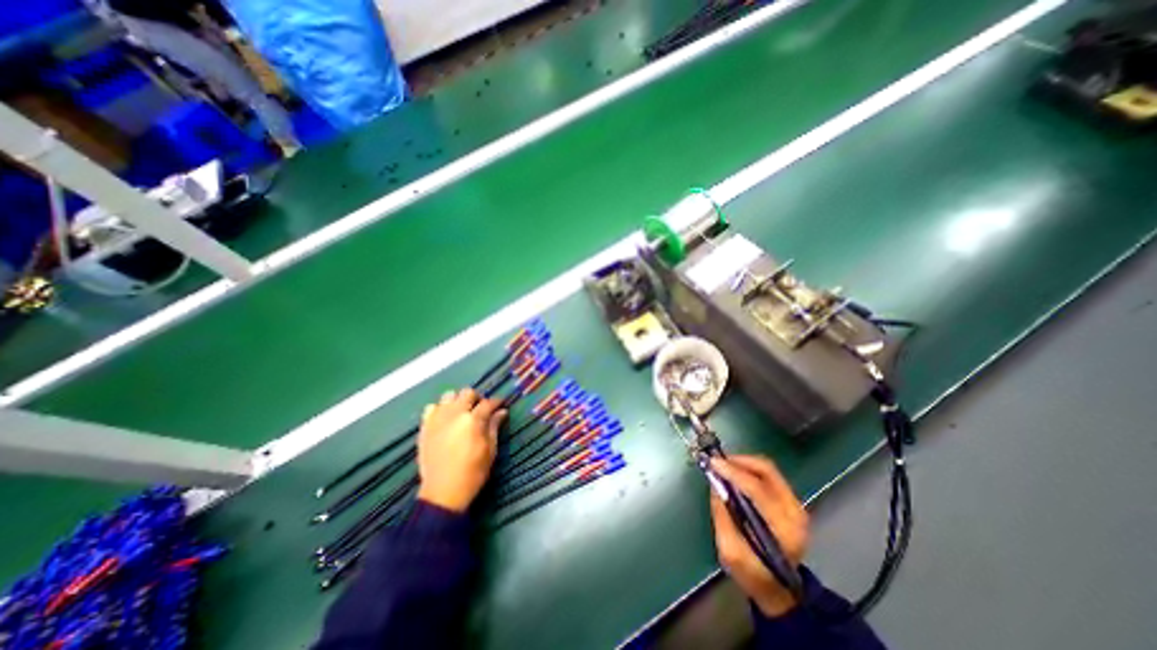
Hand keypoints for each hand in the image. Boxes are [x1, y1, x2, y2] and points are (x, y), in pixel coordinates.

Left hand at [416, 391, 506, 513]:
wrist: (443, 493)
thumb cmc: (473, 473)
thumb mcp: (490, 451)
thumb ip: (494, 427)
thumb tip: (502, 412)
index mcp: (473, 420)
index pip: (488, 403)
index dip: (496, 402)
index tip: (501, 405)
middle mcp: (455, 414)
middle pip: (467, 393)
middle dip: (477, 398)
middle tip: (481, 409)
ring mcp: (438, 419)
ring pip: (449, 396)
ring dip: (458, 401)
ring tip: (462, 412)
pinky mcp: (425, 427)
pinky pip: (431, 407)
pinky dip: (440, 409)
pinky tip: (445, 419)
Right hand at [711, 455, 806, 615]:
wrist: (779, 589)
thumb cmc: (752, 574)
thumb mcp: (730, 551)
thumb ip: (722, 516)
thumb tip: (715, 483)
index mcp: (782, 530)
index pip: (757, 489)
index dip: (733, 472)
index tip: (713, 463)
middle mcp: (794, 513)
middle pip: (767, 472)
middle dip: (738, 461)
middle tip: (717, 461)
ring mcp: (796, 506)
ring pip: (768, 469)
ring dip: (743, 462)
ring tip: (724, 465)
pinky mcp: (792, 502)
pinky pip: (769, 475)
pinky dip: (750, 468)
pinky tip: (735, 473)